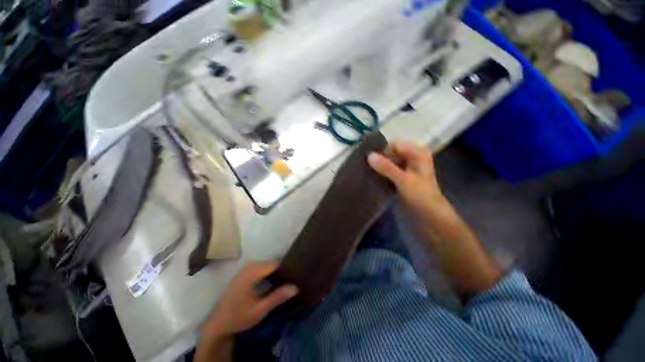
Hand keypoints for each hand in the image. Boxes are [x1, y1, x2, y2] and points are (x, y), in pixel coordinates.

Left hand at [201, 262, 297, 339]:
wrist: (218, 323)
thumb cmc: (238, 316)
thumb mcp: (259, 310)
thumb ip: (277, 297)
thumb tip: (296, 287)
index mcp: (252, 273)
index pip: (275, 264)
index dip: (287, 268)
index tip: (296, 275)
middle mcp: (249, 267)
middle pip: (271, 263)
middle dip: (282, 269)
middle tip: (293, 278)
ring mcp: (246, 269)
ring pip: (267, 265)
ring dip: (276, 271)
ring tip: (287, 279)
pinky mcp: (244, 273)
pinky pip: (261, 268)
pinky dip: (269, 272)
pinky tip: (274, 281)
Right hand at [367, 142, 447, 223]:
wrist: (430, 218)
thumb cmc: (422, 196)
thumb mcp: (404, 180)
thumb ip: (386, 167)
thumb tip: (369, 155)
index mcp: (417, 153)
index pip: (394, 145)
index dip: (382, 151)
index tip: (369, 160)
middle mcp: (411, 159)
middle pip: (390, 154)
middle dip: (379, 159)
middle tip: (365, 167)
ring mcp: (405, 170)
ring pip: (388, 164)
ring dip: (378, 168)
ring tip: (365, 173)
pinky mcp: (399, 180)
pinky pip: (387, 173)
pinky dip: (380, 175)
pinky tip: (371, 179)